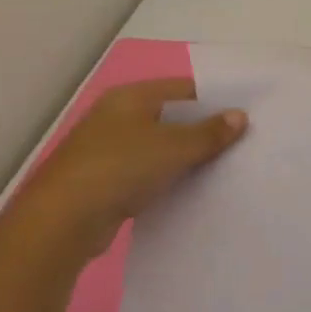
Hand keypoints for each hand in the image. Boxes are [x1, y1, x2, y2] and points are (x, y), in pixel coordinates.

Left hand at [10, 79, 247, 259]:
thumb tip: (240, 117)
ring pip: (163, 146)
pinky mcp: (109, 180)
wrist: (63, 222)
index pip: (185, 89)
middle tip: (245, 141)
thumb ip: (211, 132)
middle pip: (174, 117)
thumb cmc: (120, 168)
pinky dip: (173, 177)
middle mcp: (118, 117)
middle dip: (206, 129)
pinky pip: (152, 171)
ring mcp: (111, 150)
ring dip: (190, 156)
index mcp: (131, 97)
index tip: (247, 114)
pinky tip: (197, 187)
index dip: (216, 100)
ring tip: (229, 165)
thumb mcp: (175, 147)